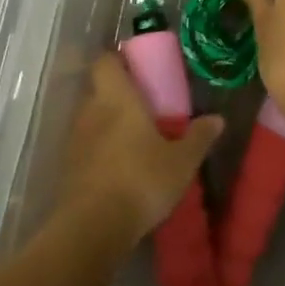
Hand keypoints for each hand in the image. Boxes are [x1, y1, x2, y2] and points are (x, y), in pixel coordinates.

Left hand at [50, 54, 222, 253]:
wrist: (93, 225)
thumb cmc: (141, 180)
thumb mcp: (181, 161)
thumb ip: (198, 137)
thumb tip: (217, 119)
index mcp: (117, 98)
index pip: (105, 61)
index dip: (118, 59)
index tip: (136, 67)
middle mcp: (90, 110)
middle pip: (97, 88)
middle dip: (117, 93)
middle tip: (143, 106)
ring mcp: (75, 138)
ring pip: (90, 118)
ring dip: (107, 123)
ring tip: (133, 139)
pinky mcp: (67, 166)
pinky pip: (84, 145)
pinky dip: (98, 149)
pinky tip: (118, 166)